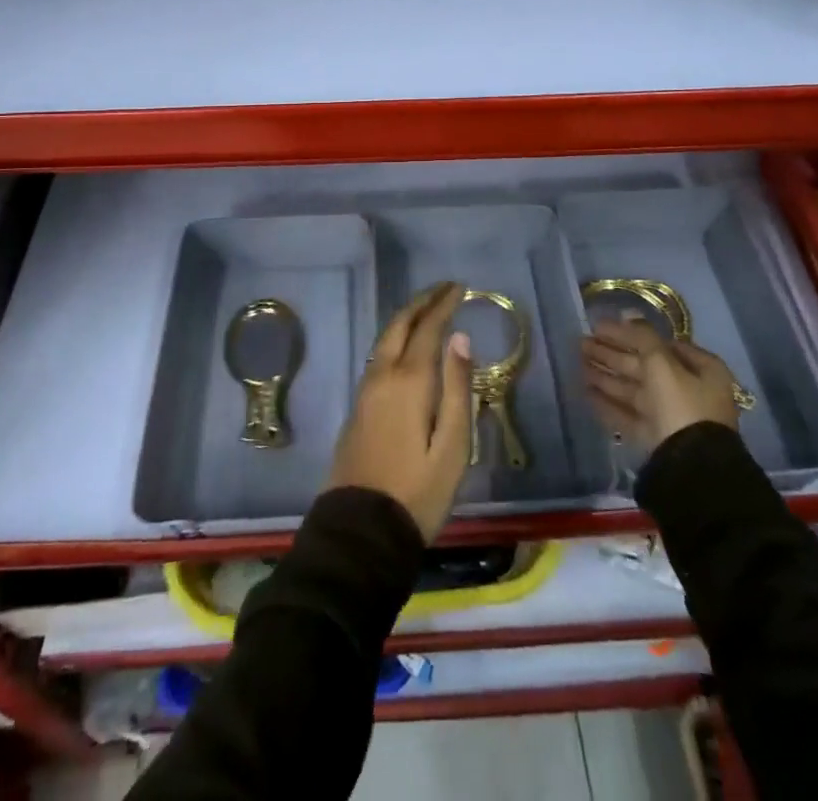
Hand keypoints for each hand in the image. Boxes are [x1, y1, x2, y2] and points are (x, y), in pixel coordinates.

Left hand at [326, 281, 474, 541]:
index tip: (459, 287)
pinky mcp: (357, 408)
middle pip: (399, 326)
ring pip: (385, 339)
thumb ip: (457, 388)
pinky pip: (378, 357)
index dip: (443, 305)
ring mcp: (365, 392)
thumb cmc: (417, 492)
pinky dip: (395, 338)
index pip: (427, 328)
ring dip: (406, 318)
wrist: (360, 531)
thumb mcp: (453, 446)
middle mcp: (382, 376)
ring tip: (426, 309)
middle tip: (443, 288)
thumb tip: (460, 337)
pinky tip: (405, 346)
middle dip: (421, 302)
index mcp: (409, 381)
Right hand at [581, 318, 742, 454]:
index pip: (662, 344)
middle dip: (612, 354)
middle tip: (582, 342)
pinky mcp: (654, 437)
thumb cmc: (681, 404)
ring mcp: (671, 416)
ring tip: (578, 362)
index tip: (601, 327)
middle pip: (644, 366)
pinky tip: (585, 391)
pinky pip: (628, 414)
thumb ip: (642, 337)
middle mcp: (689, 390)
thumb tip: (627, 314)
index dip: (631, 333)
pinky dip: (608, 402)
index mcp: (701, 369)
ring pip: (633, 389)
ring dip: (606, 375)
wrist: (689, 467)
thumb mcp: (662, 363)